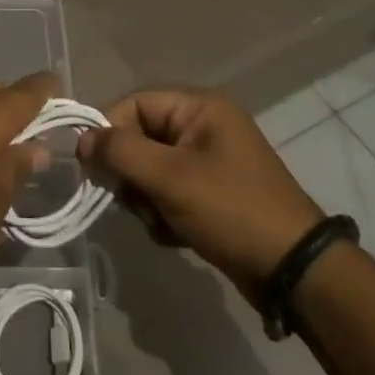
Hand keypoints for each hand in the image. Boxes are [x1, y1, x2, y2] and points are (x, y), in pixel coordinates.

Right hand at [77, 88, 325, 305]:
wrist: (293, 271)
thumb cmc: (230, 210)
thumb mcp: (170, 177)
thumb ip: (120, 152)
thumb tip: (81, 140)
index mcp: (199, 107)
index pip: (134, 104)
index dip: (110, 132)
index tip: (94, 168)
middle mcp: (203, 126)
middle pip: (140, 138)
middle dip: (133, 174)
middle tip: (138, 201)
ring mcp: (209, 161)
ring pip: (151, 170)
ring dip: (147, 199)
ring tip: (163, 222)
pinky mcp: (212, 193)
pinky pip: (169, 192)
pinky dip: (164, 213)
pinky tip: (176, 234)